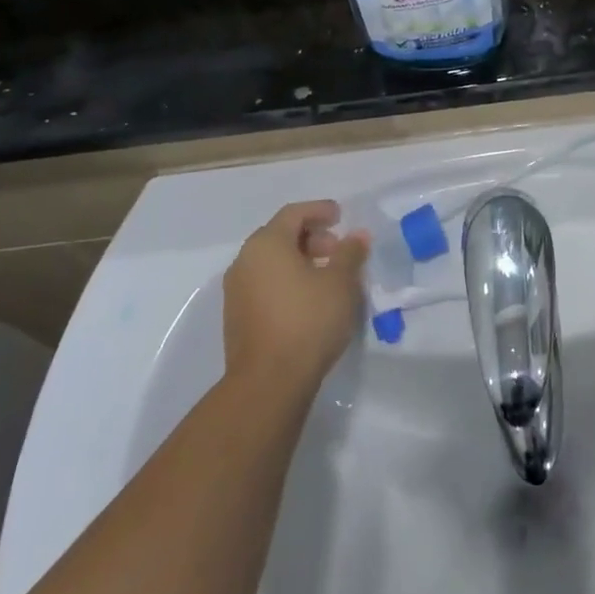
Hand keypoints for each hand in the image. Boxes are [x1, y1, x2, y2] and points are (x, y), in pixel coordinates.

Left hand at [222, 202, 368, 393]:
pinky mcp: (237, 318)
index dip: (319, 210)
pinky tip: (310, 299)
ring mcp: (237, 292)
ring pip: (271, 262)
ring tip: (328, 276)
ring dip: (300, 260)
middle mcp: (245, 262)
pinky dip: (287, 281)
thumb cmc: (308, 320)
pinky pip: (265, 284)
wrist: (268, 383)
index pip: (293, 213)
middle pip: (279, 236)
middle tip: (338, 248)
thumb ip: (350, 253)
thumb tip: (357, 235)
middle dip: (311, 237)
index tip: (341, 216)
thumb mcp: (341, 282)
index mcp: (266, 244)